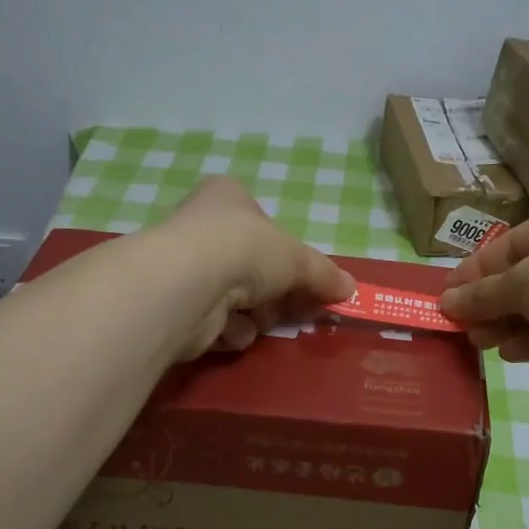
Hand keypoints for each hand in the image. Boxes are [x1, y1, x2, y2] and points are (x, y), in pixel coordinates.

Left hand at [154, 177, 355, 358]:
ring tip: (253, 314)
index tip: (305, 277)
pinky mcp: (177, 306)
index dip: (286, 251)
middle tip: (290, 305)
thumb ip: (324, 274)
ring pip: (238, 299)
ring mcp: (186, 267)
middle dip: (274, 292)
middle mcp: (202, 227)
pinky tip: (226, 328)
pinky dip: (229, 330)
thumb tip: (350, 288)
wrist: (189, 285)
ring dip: (253, 314)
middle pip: (253, 266)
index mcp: (228, 198)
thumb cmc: (246, 250)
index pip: (262, 221)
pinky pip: (218, 323)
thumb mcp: (298, 259)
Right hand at [440, 193, 528, 386]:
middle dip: (493, 301)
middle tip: (461, 321)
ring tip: (478, 341)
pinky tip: (509, 353)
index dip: (480, 266)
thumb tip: (446, 303)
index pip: (519, 239)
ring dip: (509, 323)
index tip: (449, 289)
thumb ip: (483, 292)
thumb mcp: (522, 282)